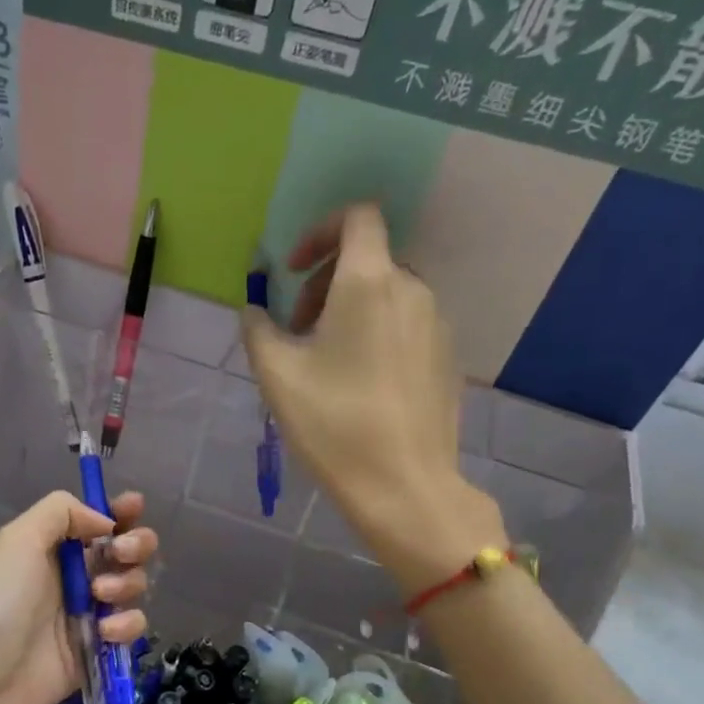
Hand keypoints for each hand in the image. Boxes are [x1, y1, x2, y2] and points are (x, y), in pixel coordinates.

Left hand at [0, 490, 155, 703]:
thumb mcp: (17, 540)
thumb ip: (61, 513)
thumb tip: (104, 520)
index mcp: (53, 546)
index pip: (96, 520)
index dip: (121, 511)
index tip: (135, 507)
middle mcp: (75, 575)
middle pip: (126, 549)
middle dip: (135, 544)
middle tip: (120, 554)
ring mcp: (89, 613)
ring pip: (134, 586)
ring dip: (127, 583)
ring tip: (99, 597)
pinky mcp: (99, 648)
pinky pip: (131, 627)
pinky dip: (126, 625)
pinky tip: (103, 632)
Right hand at [242, 202, 504, 592]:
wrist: (404, 486)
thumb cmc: (334, 424)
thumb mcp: (277, 375)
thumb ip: (258, 327)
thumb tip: (256, 308)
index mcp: (369, 283)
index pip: (358, 217)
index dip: (321, 232)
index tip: (295, 271)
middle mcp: (412, 289)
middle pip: (369, 259)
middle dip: (326, 282)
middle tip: (297, 329)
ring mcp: (437, 323)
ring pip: (388, 294)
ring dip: (351, 310)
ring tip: (325, 362)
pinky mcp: (447, 357)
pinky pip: (407, 324)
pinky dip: (378, 333)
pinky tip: (359, 384)